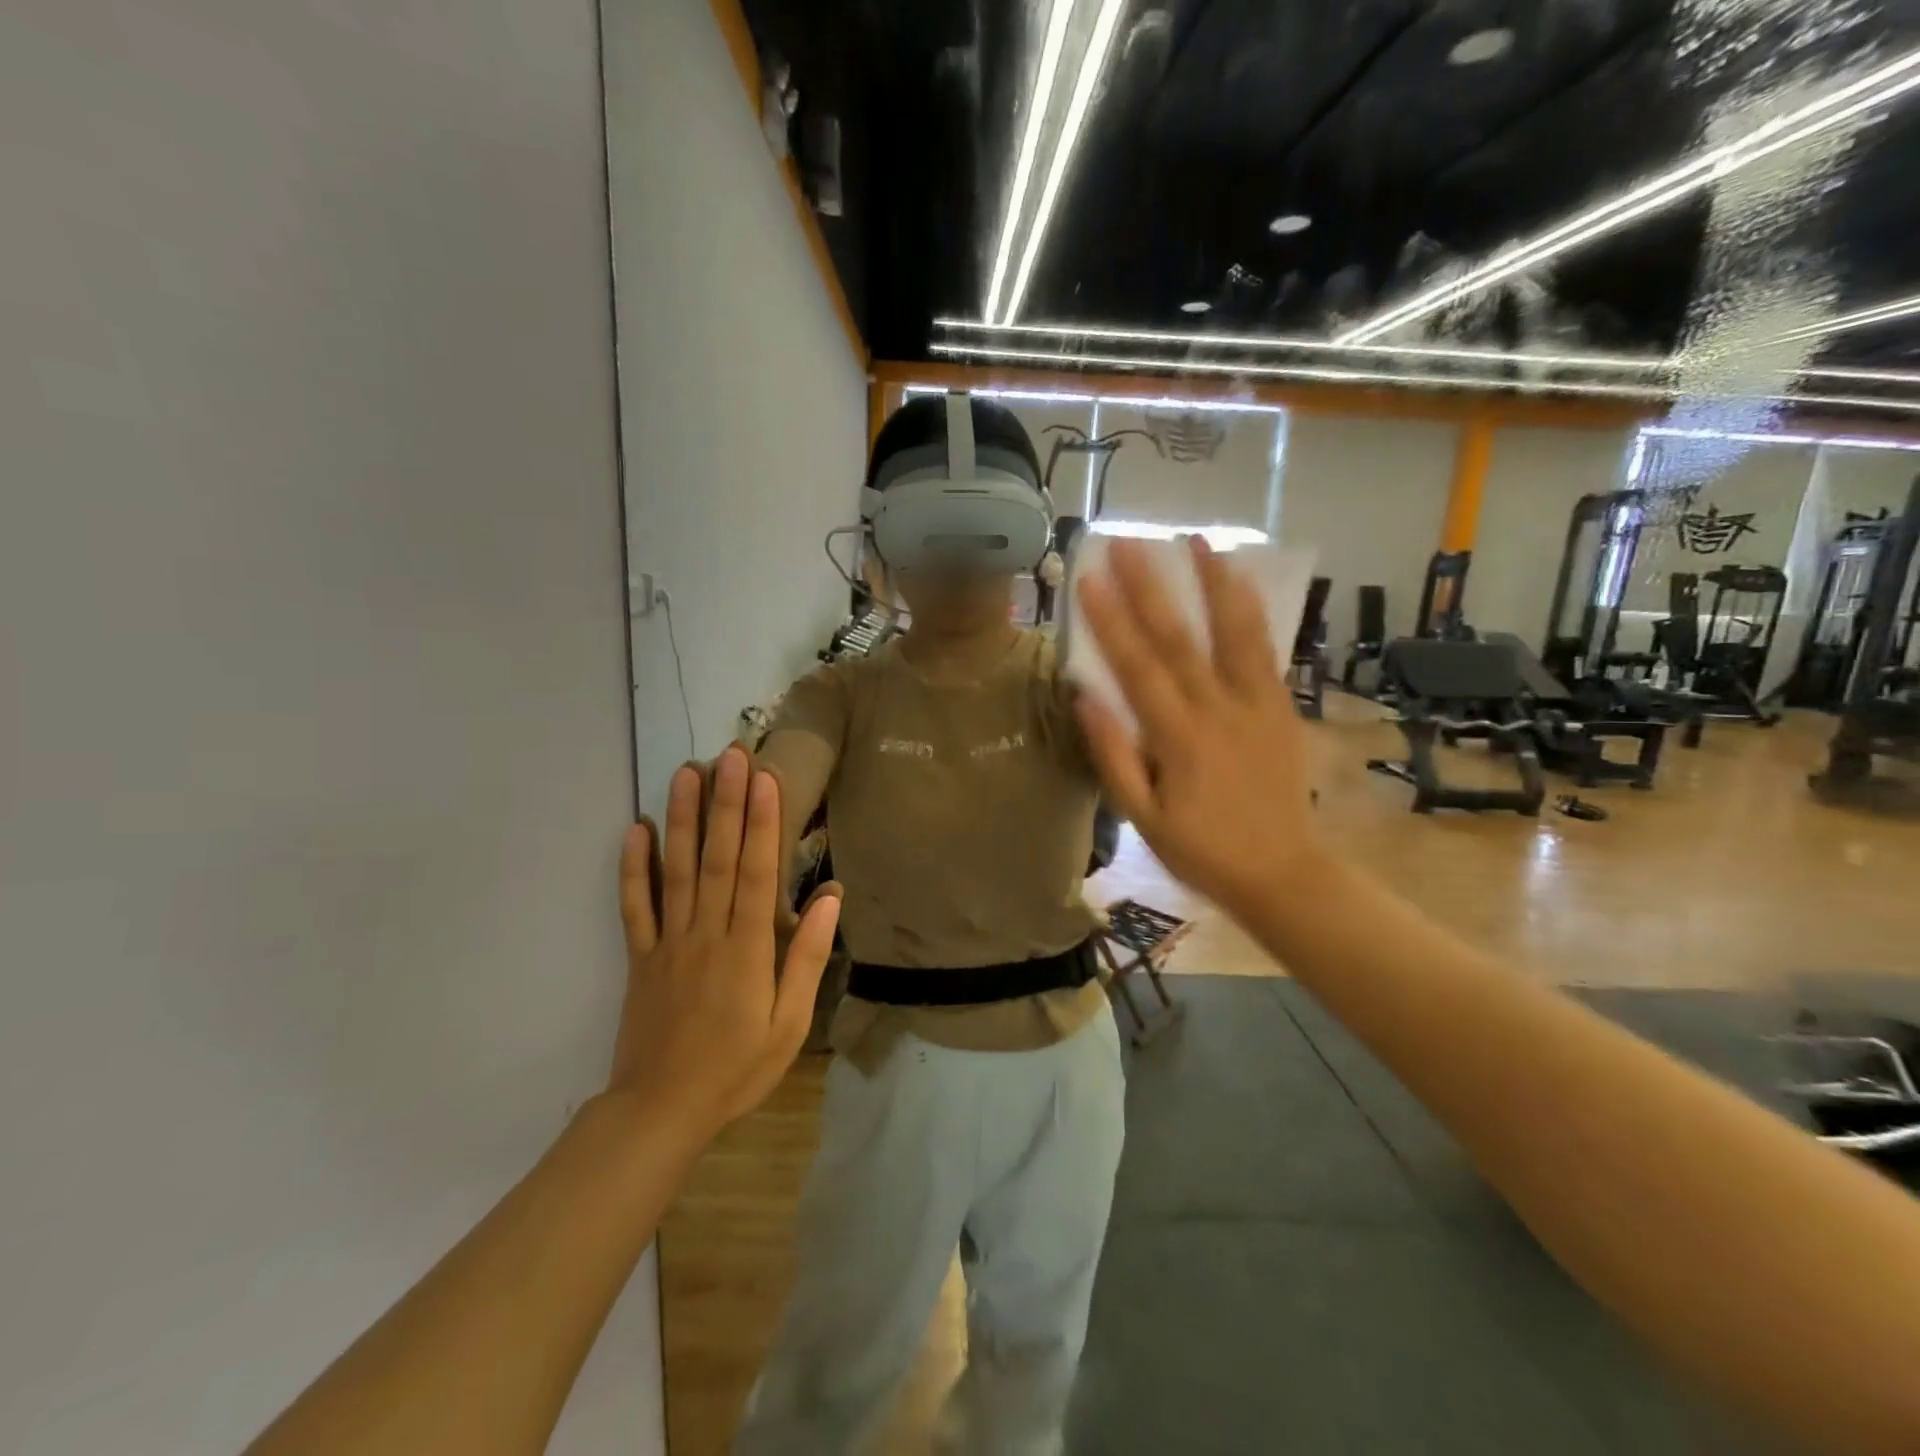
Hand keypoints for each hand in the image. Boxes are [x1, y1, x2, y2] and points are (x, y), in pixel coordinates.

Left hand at [608, 748, 841, 1137]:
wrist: (660, 1111)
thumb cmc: (736, 1068)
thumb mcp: (789, 1025)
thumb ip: (807, 959)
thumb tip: (830, 900)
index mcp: (745, 950)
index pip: (755, 873)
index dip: (761, 823)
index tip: (765, 780)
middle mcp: (705, 934)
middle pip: (716, 858)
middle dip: (725, 804)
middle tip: (730, 756)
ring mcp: (667, 943)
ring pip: (675, 870)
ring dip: (682, 819)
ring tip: (686, 773)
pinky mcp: (640, 957)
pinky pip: (634, 906)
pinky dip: (632, 866)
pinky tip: (636, 828)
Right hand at [1073, 536, 1319, 918]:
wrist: (1283, 872)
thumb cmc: (1202, 851)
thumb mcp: (1143, 818)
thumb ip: (1114, 757)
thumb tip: (1086, 699)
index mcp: (1179, 739)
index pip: (1137, 668)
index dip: (1111, 621)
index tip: (1090, 578)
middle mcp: (1219, 710)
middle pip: (1179, 639)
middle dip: (1151, 587)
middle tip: (1129, 541)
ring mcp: (1257, 704)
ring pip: (1233, 633)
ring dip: (1213, 583)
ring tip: (1197, 540)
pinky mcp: (1280, 707)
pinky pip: (1265, 650)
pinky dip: (1251, 611)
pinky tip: (1240, 580)